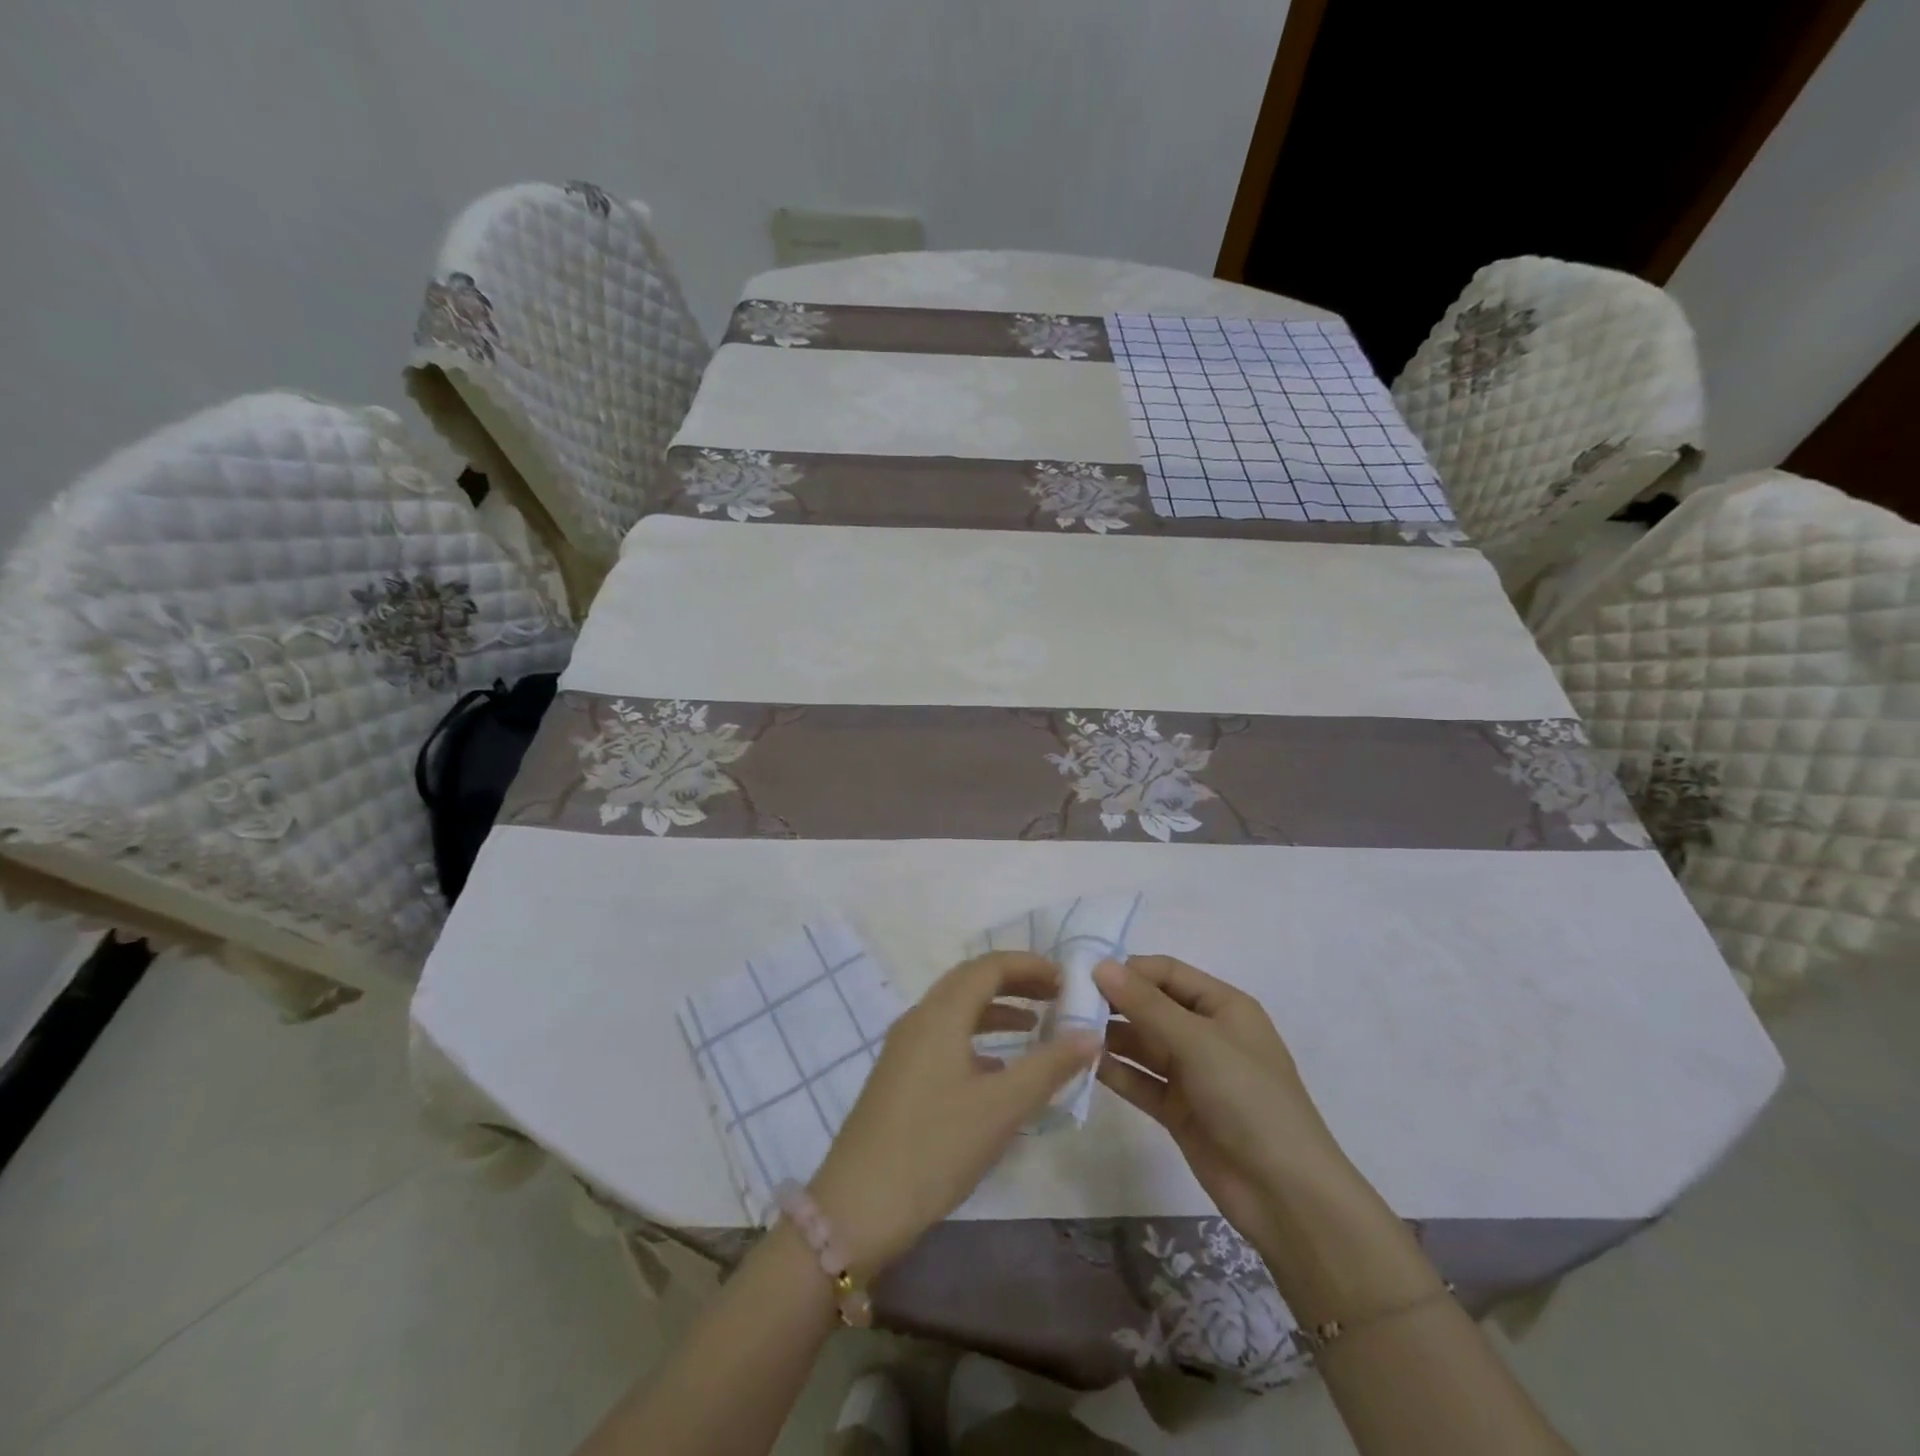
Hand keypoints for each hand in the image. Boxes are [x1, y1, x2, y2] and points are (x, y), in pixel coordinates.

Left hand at [809, 952, 1099, 1275]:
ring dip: (997, 1010)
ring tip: (1037, 1027)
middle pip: (971, 982)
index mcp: (941, 1014)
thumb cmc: (935, 1148)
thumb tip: (1091, 1034)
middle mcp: (919, 1019)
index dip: (1030, 965)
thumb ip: (1049, 1066)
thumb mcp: (1001, 1107)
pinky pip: (945, 1038)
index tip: (1067, 979)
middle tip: (1058, 996)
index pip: (989, 966)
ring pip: (957, 1011)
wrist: (858, 1206)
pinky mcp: (900, 1076)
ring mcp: (904, 1048)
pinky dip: (978, 1039)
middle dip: (1016, 982)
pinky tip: (999, 1070)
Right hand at [1095, 955, 1355, 1253]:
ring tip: (1065, 1033)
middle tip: (1066, 1003)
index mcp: (1222, 1006)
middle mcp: (1205, 1033)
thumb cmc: (1249, 1099)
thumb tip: (1100, 965)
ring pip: (1141, 1043)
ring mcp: (1191, 1073)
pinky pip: (1139, 1079)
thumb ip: (1146, 1004)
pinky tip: (1082, 1064)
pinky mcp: (1177, 1109)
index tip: (1083, 975)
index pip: (1166, 972)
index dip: (1127, 970)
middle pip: (1150, 1006)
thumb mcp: (1198, 1043)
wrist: (1286, 1195)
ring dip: (1108, 1037)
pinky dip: (1114, 1071)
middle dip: (1112, 1002)